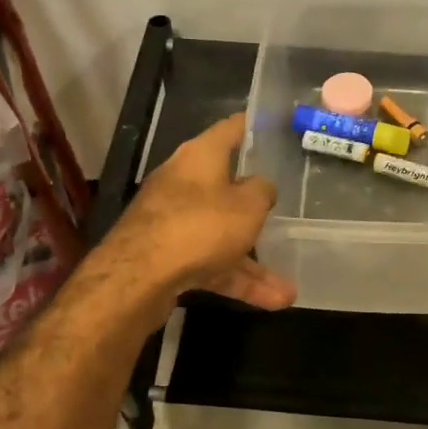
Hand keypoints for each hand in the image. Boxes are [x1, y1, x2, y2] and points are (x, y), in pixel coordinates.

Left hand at [101, 114, 295, 310]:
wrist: (138, 277)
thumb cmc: (200, 225)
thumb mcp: (248, 205)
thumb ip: (262, 191)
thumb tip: (261, 187)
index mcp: (200, 156)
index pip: (232, 129)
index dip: (256, 126)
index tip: (278, 128)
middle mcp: (183, 182)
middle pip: (225, 186)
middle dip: (255, 204)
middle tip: (286, 207)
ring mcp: (172, 220)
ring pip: (221, 235)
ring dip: (253, 261)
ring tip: (288, 289)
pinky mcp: (167, 255)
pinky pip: (211, 263)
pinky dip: (237, 279)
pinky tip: (271, 302)